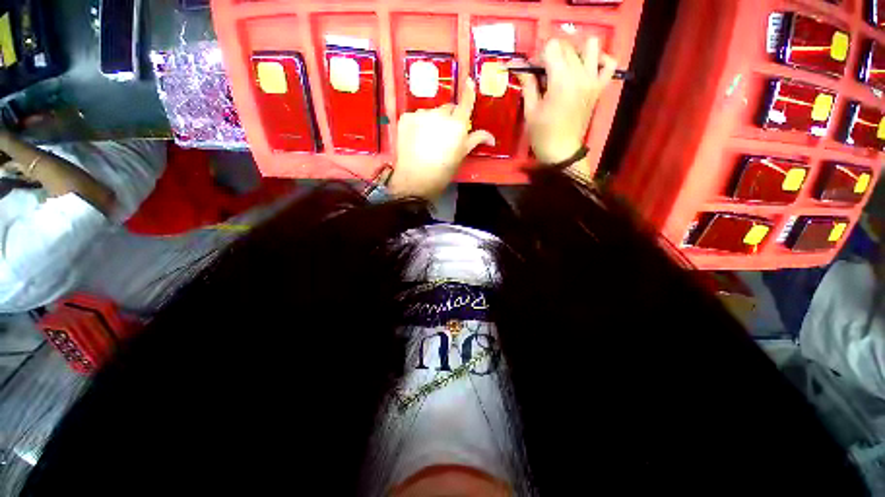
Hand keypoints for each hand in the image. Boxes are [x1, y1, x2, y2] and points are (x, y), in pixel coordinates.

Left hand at [389, 79, 494, 199]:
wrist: (416, 179)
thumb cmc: (443, 171)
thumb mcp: (461, 156)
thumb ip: (475, 140)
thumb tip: (492, 138)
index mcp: (458, 125)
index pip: (465, 103)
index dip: (468, 93)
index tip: (469, 81)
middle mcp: (440, 114)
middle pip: (448, 109)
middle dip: (449, 117)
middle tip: (445, 135)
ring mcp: (421, 114)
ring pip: (431, 112)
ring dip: (433, 121)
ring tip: (429, 140)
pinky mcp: (406, 117)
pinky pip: (416, 116)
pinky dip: (418, 124)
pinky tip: (416, 139)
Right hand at [515, 38, 616, 170]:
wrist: (562, 151)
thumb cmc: (542, 134)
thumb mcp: (530, 110)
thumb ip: (527, 83)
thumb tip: (517, 63)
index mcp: (561, 81)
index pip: (552, 47)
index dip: (539, 55)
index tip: (532, 71)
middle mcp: (580, 75)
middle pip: (567, 46)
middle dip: (552, 54)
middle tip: (543, 73)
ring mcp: (593, 80)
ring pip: (590, 46)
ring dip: (575, 51)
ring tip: (565, 66)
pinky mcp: (600, 87)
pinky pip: (609, 63)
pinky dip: (600, 59)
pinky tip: (587, 67)